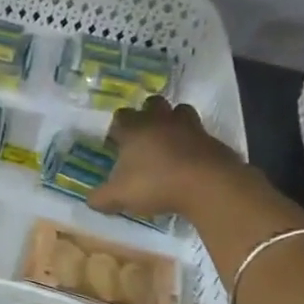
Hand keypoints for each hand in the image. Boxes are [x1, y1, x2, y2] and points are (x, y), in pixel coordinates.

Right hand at [90, 97, 287, 227]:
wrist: (207, 185)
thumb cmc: (156, 184)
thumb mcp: (120, 196)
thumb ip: (101, 198)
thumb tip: (90, 200)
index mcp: (134, 129)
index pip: (120, 117)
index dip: (117, 128)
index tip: (116, 143)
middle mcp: (160, 121)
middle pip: (152, 103)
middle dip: (147, 114)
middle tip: (144, 136)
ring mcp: (190, 127)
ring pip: (180, 111)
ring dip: (174, 121)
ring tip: (170, 140)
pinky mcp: (212, 139)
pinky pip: (201, 134)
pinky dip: (195, 142)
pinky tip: (191, 159)